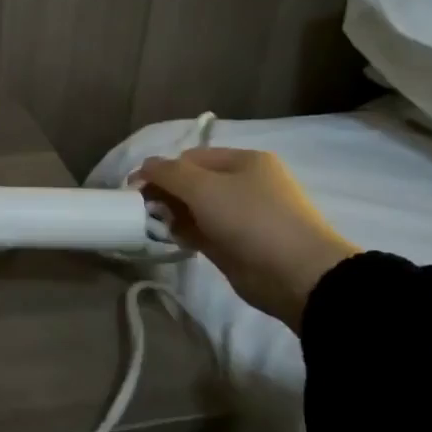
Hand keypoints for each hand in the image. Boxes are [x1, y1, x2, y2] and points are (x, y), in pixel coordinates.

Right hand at [131, 147, 360, 331]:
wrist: (296, 274)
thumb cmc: (250, 219)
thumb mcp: (204, 187)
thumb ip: (168, 173)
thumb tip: (143, 167)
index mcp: (243, 161)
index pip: (190, 157)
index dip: (161, 169)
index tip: (135, 188)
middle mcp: (244, 184)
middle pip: (192, 182)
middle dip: (165, 192)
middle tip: (143, 209)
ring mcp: (241, 216)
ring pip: (194, 208)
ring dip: (171, 214)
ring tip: (155, 225)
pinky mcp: (235, 244)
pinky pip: (201, 231)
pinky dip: (183, 232)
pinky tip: (169, 238)